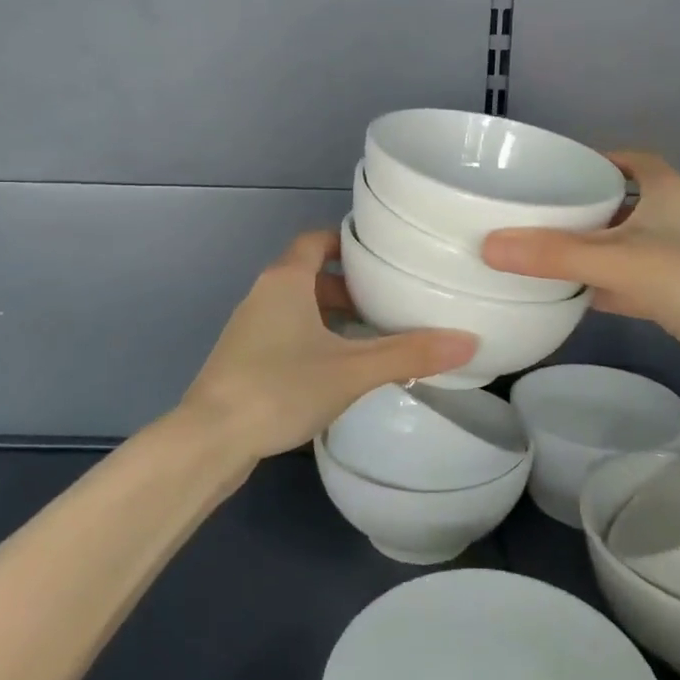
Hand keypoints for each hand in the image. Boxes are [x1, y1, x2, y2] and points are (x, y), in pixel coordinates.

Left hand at [180, 229, 476, 461]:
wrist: (210, 440)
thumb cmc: (281, 387)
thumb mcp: (352, 369)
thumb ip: (409, 354)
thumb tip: (469, 342)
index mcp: (285, 280)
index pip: (317, 239)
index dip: (348, 241)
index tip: (381, 254)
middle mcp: (263, 294)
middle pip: (309, 274)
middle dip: (348, 285)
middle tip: (387, 300)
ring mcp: (248, 329)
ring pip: (297, 307)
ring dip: (331, 315)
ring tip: (370, 336)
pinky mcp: (243, 360)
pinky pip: (286, 333)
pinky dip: (313, 338)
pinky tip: (336, 370)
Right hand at [481, 152, 679, 395]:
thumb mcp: (621, 261)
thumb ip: (555, 254)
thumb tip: (488, 245)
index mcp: (665, 189)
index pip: (627, 160)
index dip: (594, 160)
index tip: (553, 171)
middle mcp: (673, 217)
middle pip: (619, 203)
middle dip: (580, 208)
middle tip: (531, 214)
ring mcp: (678, 257)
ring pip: (623, 245)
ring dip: (589, 249)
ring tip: (538, 252)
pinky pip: (629, 281)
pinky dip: (603, 285)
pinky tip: (570, 296)